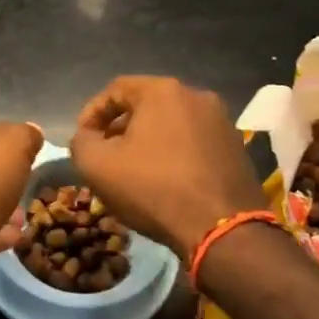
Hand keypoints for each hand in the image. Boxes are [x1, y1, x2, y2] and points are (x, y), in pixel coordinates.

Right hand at [70, 76, 267, 258]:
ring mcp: (222, 121)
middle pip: (146, 105)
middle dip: (120, 127)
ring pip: (171, 124)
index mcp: (163, 91)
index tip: (83, 139)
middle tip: (105, 154)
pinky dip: (174, 154)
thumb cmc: (153, 188)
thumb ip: (81, 142)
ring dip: (148, 141)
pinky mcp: (236, 148)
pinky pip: (194, 142)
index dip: (92, 113)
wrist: (221, 229)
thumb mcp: (97, 166)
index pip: (115, 89)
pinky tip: (165, 180)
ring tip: (133, 169)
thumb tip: (87, 137)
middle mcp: (196, 96)